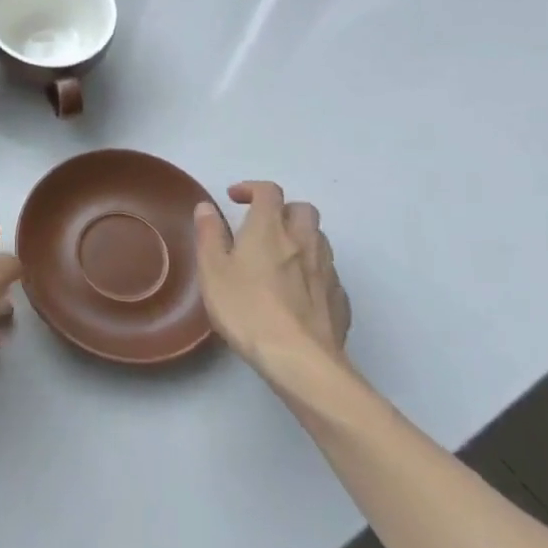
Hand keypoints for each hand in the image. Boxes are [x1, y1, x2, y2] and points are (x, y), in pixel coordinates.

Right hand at [194, 182, 350, 387]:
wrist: (299, 359)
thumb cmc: (246, 309)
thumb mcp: (212, 270)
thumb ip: (209, 234)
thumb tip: (207, 206)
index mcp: (269, 229)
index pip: (268, 191)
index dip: (252, 188)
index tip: (234, 199)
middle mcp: (303, 241)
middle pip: (302, 209)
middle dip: (283, 210)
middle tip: (262, 227)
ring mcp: (326, 270)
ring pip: (319, 239)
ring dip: (301, 238)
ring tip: (281, 258)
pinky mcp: (339, 299)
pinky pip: (328, 273)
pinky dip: (313, 271)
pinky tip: (299, 292)